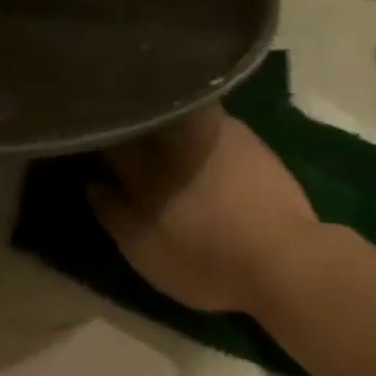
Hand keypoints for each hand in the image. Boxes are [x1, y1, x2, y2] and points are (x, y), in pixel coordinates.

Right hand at [89, 108, 317, 313]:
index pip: (109, 136)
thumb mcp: (146, 253)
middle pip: (141, 117)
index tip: (92, 143)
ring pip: (175, 113)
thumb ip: (114, 215)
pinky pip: (207, 119)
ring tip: (155, 132)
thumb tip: (93, 183)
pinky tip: (194, 140)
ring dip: (161, 118)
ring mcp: (215, 131)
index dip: (98, 138)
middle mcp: (176, 137)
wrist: (283, 257)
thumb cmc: (206, 262)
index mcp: (144, 165)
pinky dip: (193, 123)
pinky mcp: (246, 138)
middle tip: (121, 133)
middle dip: (128, 121)